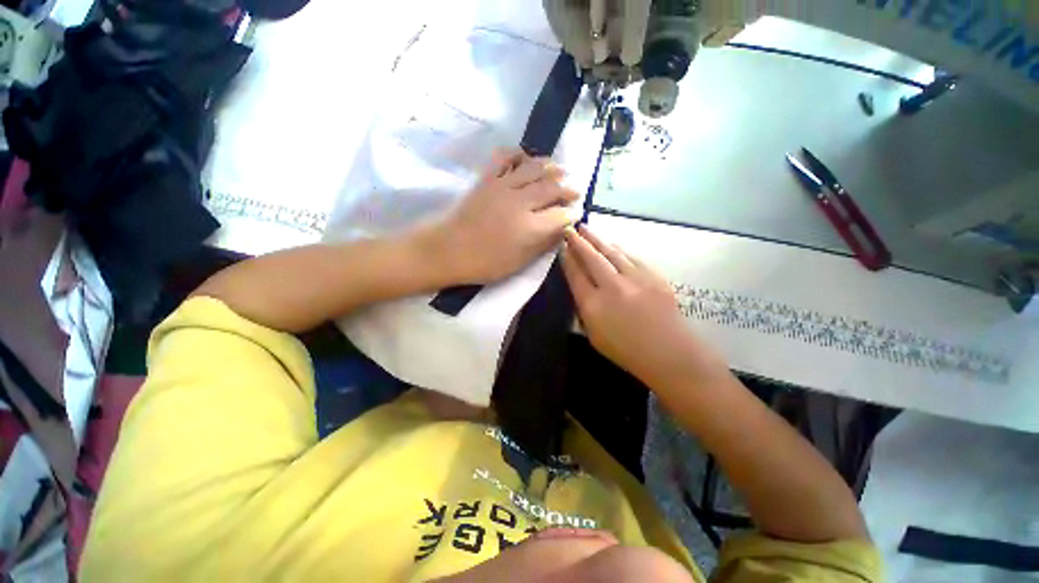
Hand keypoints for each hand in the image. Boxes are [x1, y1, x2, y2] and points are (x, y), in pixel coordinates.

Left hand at [430, 149, 580, 284]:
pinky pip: (505, 157)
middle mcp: (520, 202)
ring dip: (551, 168)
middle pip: (552, 188)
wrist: (447, 249)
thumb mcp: (518, 263)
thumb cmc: (484, 263)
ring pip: (534, 168)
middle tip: (575, 191)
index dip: (571, 214)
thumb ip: (542, 245)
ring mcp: (503, 186)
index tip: (576, 214)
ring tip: (560, 171)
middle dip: (568, 189)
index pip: (560, 215)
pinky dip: (518, 154)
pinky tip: (525, 158)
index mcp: (529, 227)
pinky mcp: (487, 178)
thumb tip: (561, 231)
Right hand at [562, 225, 702, 383]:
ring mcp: (634, 279)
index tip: (562, 247)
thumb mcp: (594, 336)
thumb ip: (584, 311)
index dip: (567, 259)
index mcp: (593, 305)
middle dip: (579, 242)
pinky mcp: (653, 276)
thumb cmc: (626, 351)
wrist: (669, 352)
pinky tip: (613, 244)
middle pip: (591, 258)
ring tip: (587, 229)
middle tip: (570, 229)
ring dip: (597, 239)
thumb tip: (580, 288)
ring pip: (611, 252)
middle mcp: (611, 287)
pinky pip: (631, 257)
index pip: (575, 275)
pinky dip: (619, 249)